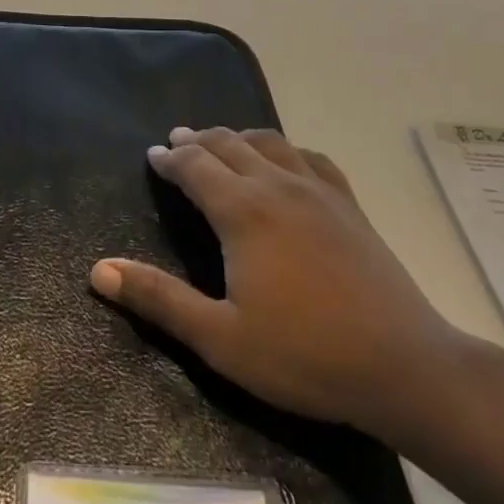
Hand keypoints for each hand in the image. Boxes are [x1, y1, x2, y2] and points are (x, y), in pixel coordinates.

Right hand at [89, 127, 473, 447]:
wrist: (405, 366)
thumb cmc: (304, 356)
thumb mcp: (220, 338)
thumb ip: (158, 299)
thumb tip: (99, 270)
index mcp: (241, 211)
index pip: (194, 166)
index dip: (169, 158)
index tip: (153, 155)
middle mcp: (276, 185)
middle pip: (227, 144)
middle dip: (197, 140)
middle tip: (177, 141)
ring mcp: (318, 190)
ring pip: (268, 142)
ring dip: (237, 137)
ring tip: (221, 143)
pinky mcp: (348, 203)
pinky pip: (309, 157)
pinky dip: (285, 149)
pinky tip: (285, 160)